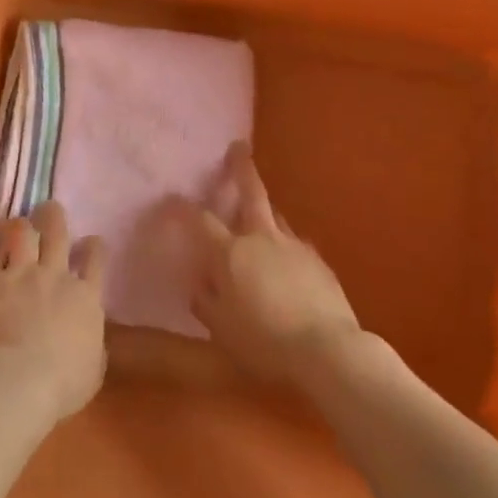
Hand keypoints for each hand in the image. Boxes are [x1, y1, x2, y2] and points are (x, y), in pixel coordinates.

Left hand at [0, 200, 108, 428]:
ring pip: (21, 231)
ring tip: (14, 224)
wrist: (16, 384)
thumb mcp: (93, 370)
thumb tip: (90, 336)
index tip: (91, 242)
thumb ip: (93, 345)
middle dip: (53, 215)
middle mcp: (54, 274)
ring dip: (18, 225)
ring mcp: (19, 274)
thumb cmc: (61, 386)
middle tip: (49, 209)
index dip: (94, 246)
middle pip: (57, 230)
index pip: (96, 257)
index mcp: (85, 296)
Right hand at [192, 143, 362, 384]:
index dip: (182, 208)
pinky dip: (286, 243)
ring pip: (276, 215)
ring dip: (265, 208)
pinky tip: (287, 258)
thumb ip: (206, 301)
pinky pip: (296, 243)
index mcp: (231, 253)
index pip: (200, 220)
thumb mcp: (222, 329)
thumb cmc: (264, 343)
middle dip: (241, 168)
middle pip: (251, 192)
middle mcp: (261, 239)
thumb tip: (199, 282)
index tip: (170, 199)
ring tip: (259, 210)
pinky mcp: (318, 261)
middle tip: (239, 147)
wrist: (327, 350)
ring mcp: (294, 246)